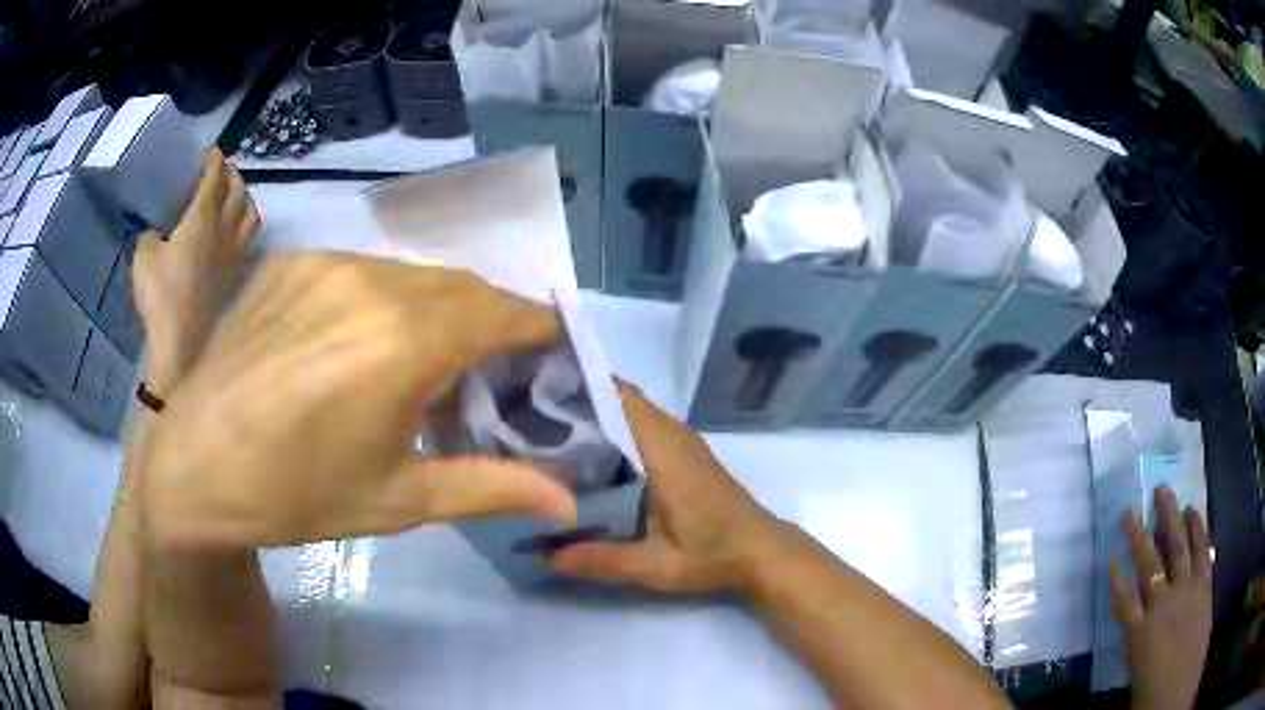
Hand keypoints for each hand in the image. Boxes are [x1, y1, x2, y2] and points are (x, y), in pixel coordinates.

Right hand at [133, 149, 259, 397]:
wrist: (180, 341)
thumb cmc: (160, 295)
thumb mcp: (144, 258)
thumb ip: (150, 236)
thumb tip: (156, 234)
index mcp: (202, 219)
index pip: (215, 179)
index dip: (215, 161)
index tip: (213, 151)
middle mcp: (225, 230)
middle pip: (238, 191)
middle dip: (232, 174)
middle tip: (223, 168)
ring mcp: (235, 253)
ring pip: (251, 214)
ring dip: (245, 197)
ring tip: (235, 194)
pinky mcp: (236, 274)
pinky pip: (249, 238)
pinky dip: (246, 223)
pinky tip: (236, 229)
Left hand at [142, 253, 576, 548]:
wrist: (197, 467)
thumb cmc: (298, 495)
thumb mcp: (399, 500)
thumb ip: (491, 488)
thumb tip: (569, 504)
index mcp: (402, 341)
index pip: (501, 313)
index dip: (538, 328)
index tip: (554, 351)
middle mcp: (369, 281)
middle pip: (460, 286)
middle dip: (491, 320)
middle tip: (492, 368)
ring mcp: (323, 263)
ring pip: (410, 274)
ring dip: (435, 307)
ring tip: (423, 359)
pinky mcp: (290, 263)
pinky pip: (360, 269)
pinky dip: (383, 298)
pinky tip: (359, 342)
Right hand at [550, 383, 779, 592]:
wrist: (760, 551)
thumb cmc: (712, 553)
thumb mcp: (656, 565)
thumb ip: (602, 560)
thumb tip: (545, 556)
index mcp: (662, 449)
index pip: (617, 395)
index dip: (577, 386)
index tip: (534, 391)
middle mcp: (671, 433)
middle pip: (617, 397)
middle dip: (576, 400)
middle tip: (527, 415)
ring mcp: (679, 439)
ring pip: (628, 409)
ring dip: (593, 414)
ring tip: (546, 430)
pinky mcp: (682, 451)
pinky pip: (639, 425)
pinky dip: (611, 429)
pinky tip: (583, 456)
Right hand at [1112, 484, 1211, 709]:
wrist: (1180, 687)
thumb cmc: (1152, 690)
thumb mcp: (1136, 671)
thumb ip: (1136, 640)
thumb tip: (1136, 617)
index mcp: (1138, 634)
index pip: (1123, 599)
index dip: (1117, 575)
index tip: (1112, 553)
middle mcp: (1161, 606)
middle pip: (1149, 565)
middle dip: (1139, 536)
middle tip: (1131, 508)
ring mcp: (1185, 591)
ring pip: (1177, 548)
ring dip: (1171, 518)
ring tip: (1165, 493)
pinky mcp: (1203, 583)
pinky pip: (1201, 550)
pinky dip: (1198, 529)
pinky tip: (1193, 512)